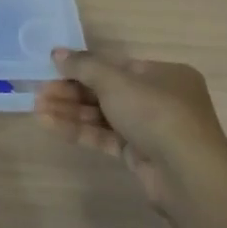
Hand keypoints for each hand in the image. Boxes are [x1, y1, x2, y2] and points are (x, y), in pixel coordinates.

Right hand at [34, 48, 226, 211]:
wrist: (188, 175)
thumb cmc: (156, 113)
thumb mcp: (116, 81)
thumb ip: (84, 66)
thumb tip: (57, 52)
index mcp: (164, 75)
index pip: (117, 66)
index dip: (84, 67)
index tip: (54, 68)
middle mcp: (160, 99)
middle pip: (107, 90)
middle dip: (72, 91)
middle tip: (40, 91)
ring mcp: (150, 129)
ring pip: (103, 115)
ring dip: (71, 111)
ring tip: (37, 108)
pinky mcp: (140, 155)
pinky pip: (105, 137)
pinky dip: (79, 130)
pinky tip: (50, 124)